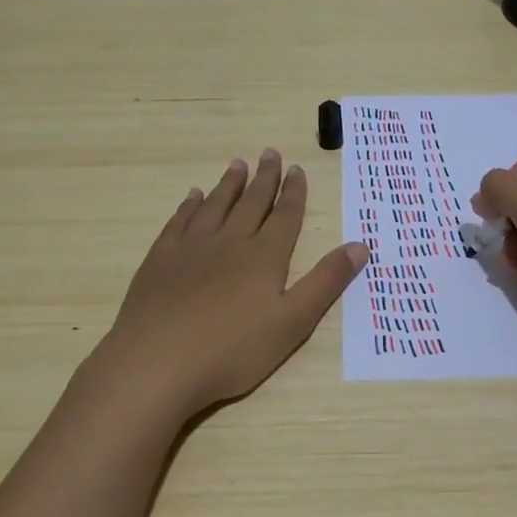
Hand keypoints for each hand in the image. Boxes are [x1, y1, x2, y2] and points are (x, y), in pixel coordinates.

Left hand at [94, 149, 366, 419]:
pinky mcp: (160, 260)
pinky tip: (193, 196)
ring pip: (215, 206)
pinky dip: (189, 205)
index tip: (297, 169)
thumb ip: (326, 282)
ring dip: (229, 184)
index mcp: (264, 257)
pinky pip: (179, 221)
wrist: (157, 363)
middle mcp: (229, 242)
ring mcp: (191, 248)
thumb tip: (359, 245)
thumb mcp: (293, 323)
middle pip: (251, 203)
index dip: (293, 192)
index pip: (285, 216)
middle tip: (270, 153)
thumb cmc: (232, 350)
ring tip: (237, 164)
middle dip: (264, 178)